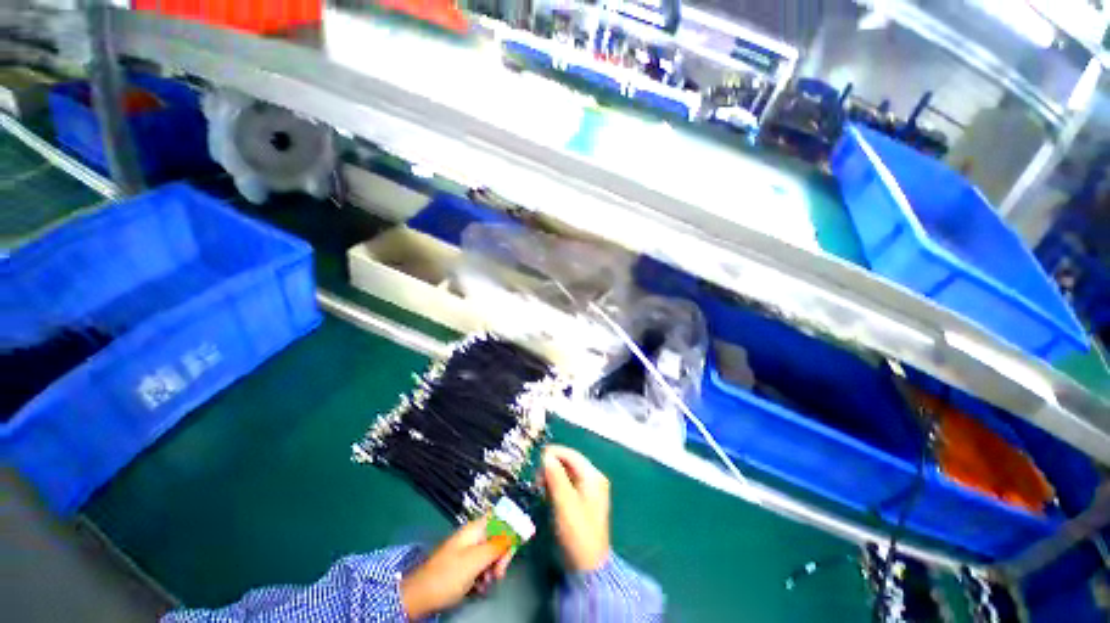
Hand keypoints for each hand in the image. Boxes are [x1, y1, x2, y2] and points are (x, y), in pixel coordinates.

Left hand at [400, 518, 513, 619]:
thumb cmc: (448, 575)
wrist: (419, 597)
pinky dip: (484, 576)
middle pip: (498, 537)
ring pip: (492, 554)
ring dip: (494, 568)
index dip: (513, 525)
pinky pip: (482, 566)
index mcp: (475, 528)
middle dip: (502, 554)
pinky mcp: (464, 566)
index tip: (523, 540)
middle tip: (499, 573)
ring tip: (487, 583)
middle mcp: (473, 536)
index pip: (501, 517)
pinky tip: (480, 588)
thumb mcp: (476, 560)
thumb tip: (518, 529)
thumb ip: (498, 544)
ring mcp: (468, 551)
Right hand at [541, 445, 610, 572]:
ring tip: (540, 487)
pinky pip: (566, 486)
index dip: (554, 453)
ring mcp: (588, 491)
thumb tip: (546, 456)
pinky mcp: (581, 502)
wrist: (587, 568)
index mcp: (593, 477)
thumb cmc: (578, 534)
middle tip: (537, 478)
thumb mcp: (565, 504)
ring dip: (552, 477)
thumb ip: (556, 477)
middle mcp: (592, 480)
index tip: (537, 458)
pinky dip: (555, 486)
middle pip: (569, 463)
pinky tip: (547, 495)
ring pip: (566, 474)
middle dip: (552, 466)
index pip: (572, 455)